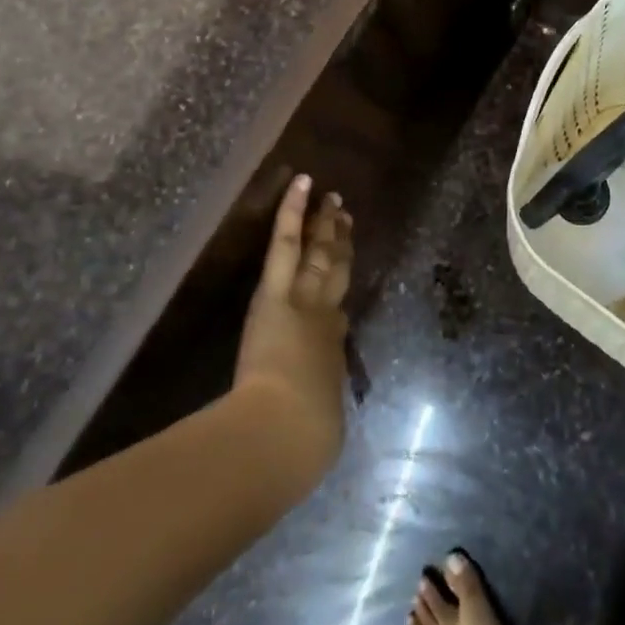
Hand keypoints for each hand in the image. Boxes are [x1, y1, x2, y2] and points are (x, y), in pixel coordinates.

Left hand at [234, 174, 352, 475]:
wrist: (283, 433)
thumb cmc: (302, 441)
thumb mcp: (319, 429)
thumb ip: (319, 408)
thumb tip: (316, 415)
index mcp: (334, 354)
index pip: (338, 317)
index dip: (340, 295)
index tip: (342, 277)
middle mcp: (326, 319)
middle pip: (337, 274)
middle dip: (342, 246)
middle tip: (347, 217)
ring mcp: (304, 299)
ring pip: (319, 253)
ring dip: (325, 224)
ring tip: (332, 199)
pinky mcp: (278, 290)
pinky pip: (287, 244)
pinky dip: (294, 212)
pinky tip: (301, 184)